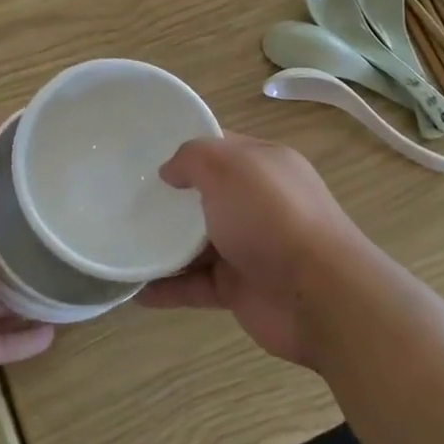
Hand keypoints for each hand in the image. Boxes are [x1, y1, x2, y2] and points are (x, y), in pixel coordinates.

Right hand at [139, 133, 367, 366]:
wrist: (321, 296)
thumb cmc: (273, 216)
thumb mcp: (228, 166)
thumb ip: (192, 158)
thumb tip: (169, 172)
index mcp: (263, 166)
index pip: (220, 147)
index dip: (185, 148)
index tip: (144, 153)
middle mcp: (258, 204)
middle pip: (205, 196)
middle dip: (169, 198)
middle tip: (124, 198)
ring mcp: (249, 248)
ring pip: (196, 243)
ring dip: (163, 245)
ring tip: (122, 242)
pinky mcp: (240, 289)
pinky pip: (195, 285)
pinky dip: (168, 288)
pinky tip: (136, 290)